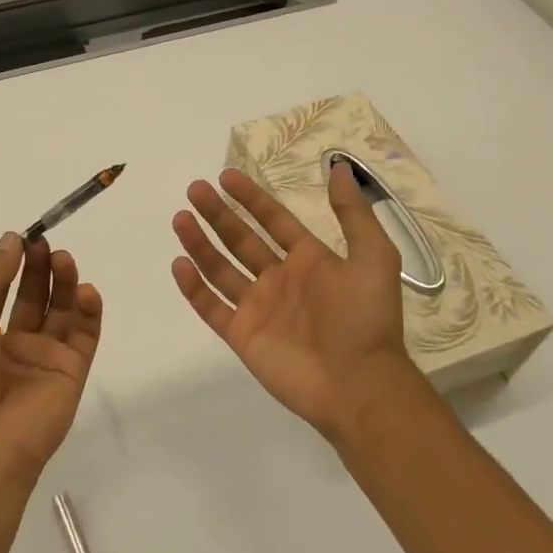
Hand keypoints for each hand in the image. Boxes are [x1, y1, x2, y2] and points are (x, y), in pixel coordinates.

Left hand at [0, 232, 103, 489]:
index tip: (23, 237)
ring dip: (65, 282)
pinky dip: (89, 311)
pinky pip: (85, 335)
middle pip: (34, 296)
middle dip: (39, 267)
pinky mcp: (72, 371)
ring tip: (64, 258)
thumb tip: (11, 239)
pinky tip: (87, 290)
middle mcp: (13, 343)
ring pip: (61, 310)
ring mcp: (45, 358)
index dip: (10, 264)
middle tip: (45, 243)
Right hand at [171, 164, 418, 439]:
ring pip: (220, 269)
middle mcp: (279, 280)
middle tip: (194, 190)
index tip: (225, 176)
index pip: (273, 220)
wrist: (359, 385)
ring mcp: (258, 308)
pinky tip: (180, 264)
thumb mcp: (373, 257)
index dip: (251, 198)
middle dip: (217, 214)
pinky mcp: (242, 335)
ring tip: (180, 218)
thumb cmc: (366, 319)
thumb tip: (341, 168)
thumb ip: (352, 214)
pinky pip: (211, 307)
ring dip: (200, 243)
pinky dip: (194, 287)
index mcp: (310, 260)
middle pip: (241, 239)